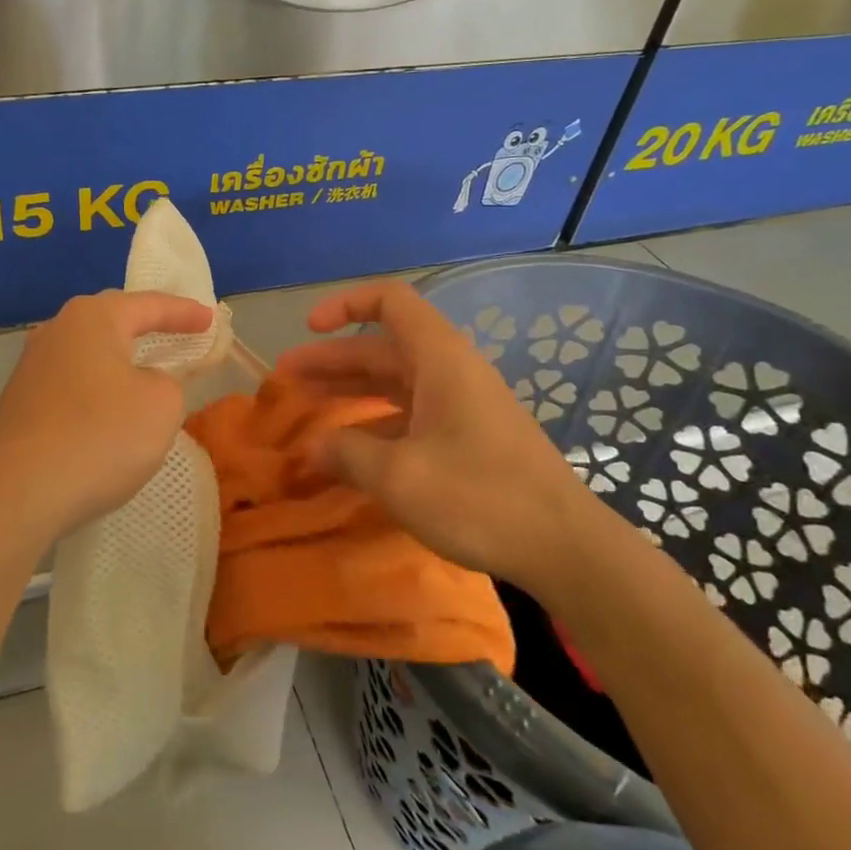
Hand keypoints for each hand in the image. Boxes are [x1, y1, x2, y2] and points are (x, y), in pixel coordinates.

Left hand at [0, 290, 214, 542]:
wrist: (17, 493)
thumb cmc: (99, 435)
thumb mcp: (161, 405)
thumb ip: (167, 381)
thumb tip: (144, 382)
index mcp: (92, 318)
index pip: (149, 305)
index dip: (184, 312)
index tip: (210, 319)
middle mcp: (57, 331)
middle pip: (112, 320)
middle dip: (147, 326)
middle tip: (178, 332)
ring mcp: (32, 367)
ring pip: (89, 353)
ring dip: (120, 359)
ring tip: (146, 370)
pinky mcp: (20, 403)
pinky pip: (73, 382)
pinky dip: (99, 388)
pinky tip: (109, 410)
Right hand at [273, 281, 593, 590]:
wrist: (565, 548)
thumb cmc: (479, 498)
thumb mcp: (399, 476)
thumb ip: (347, 453)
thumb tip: (315, 446)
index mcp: (439, 359)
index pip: (391, 301)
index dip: (346, 304)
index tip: (309, 328)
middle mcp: (451, 372)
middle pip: (383, 347)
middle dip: (332, 359)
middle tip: (285, 380)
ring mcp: (462, 406)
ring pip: (396, 382)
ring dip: (351, 391)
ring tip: (308, 411)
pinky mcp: (470, 438)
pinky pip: (412, 413)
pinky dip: (376, 421)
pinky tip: (352, 450)